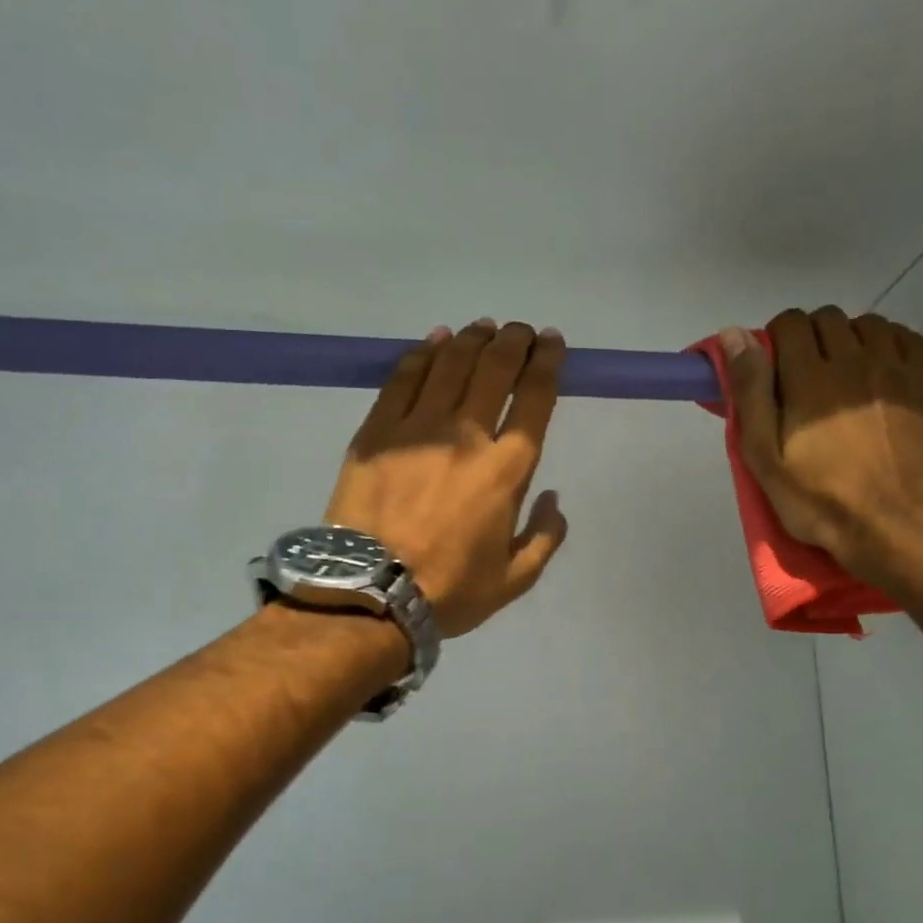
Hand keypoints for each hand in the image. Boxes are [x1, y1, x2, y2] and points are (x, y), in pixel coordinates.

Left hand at [327, 319, 568, 638]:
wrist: (368, 594)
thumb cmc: (448, 590)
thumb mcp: (514, 580)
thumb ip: (544, 537)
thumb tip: (553, 499)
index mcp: (505, 471)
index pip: (534, 400)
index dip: (547, 363)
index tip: (552, 343)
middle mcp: (466, 437)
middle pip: (494, 370)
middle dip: (513, 341)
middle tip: (520, 331)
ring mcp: (417, 429)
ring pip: (450, 365)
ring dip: (472, 339)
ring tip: (484, 328)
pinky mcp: (377, 431)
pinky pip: (403, 379)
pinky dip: (423, 353)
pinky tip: (435, 340)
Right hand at [721, 307, 922, 591]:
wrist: (897, 525)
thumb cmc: (820, 499)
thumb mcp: (765, 456)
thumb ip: (750, 392)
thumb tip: (733, 336)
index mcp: (808, 378)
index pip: (790, 324)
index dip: (775, 339)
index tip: (772, 369)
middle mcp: (853, 360)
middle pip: (827, 318)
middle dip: (809, 336)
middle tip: (803, 375)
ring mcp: (895, 369)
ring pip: (867, 323)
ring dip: (848, 337)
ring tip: (842, 372)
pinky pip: (905, 337)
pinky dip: (886, 342)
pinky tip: (878, 369)